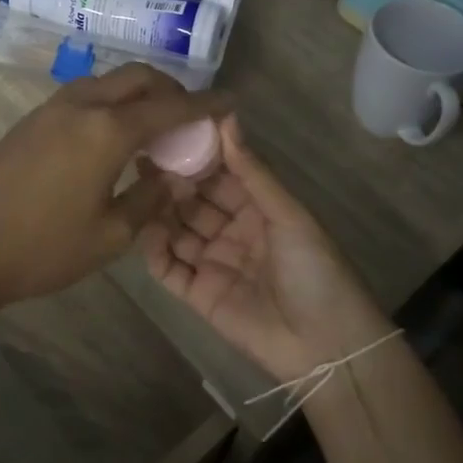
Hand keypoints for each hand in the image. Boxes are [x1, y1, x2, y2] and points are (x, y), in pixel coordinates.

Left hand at [0, 63, 230, 313]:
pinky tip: (111, 136)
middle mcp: (82, 105)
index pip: (170, 106)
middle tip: (188, 116)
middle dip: (170, 88)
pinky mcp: (31, 119)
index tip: (230, 103)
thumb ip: (151, 199)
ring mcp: (51, 108)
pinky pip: (83, 95)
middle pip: (138, 77)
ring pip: (107, 81)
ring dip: (137, 93)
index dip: (205, 104)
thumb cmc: (44, 248)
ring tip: (152, 126)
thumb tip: (174, 178)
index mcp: (107, 130)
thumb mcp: (110, 235)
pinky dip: (110, 103)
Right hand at [139, 115, 390, 382]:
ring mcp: (212, 263)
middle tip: (142, 159)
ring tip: (136, 188)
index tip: (168, 133)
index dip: (196, 157)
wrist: (326, 345)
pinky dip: (153, 250)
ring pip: (176, 231)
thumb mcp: (287, 214)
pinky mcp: (197, 295)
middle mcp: (231, 232)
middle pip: (193, 202)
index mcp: (257, 210)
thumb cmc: (314, 270)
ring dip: (158, 211)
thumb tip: (227, 116)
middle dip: (171, 182)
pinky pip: (168, 268)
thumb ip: (252, 170)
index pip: (219, 176)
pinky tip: (141, 229)